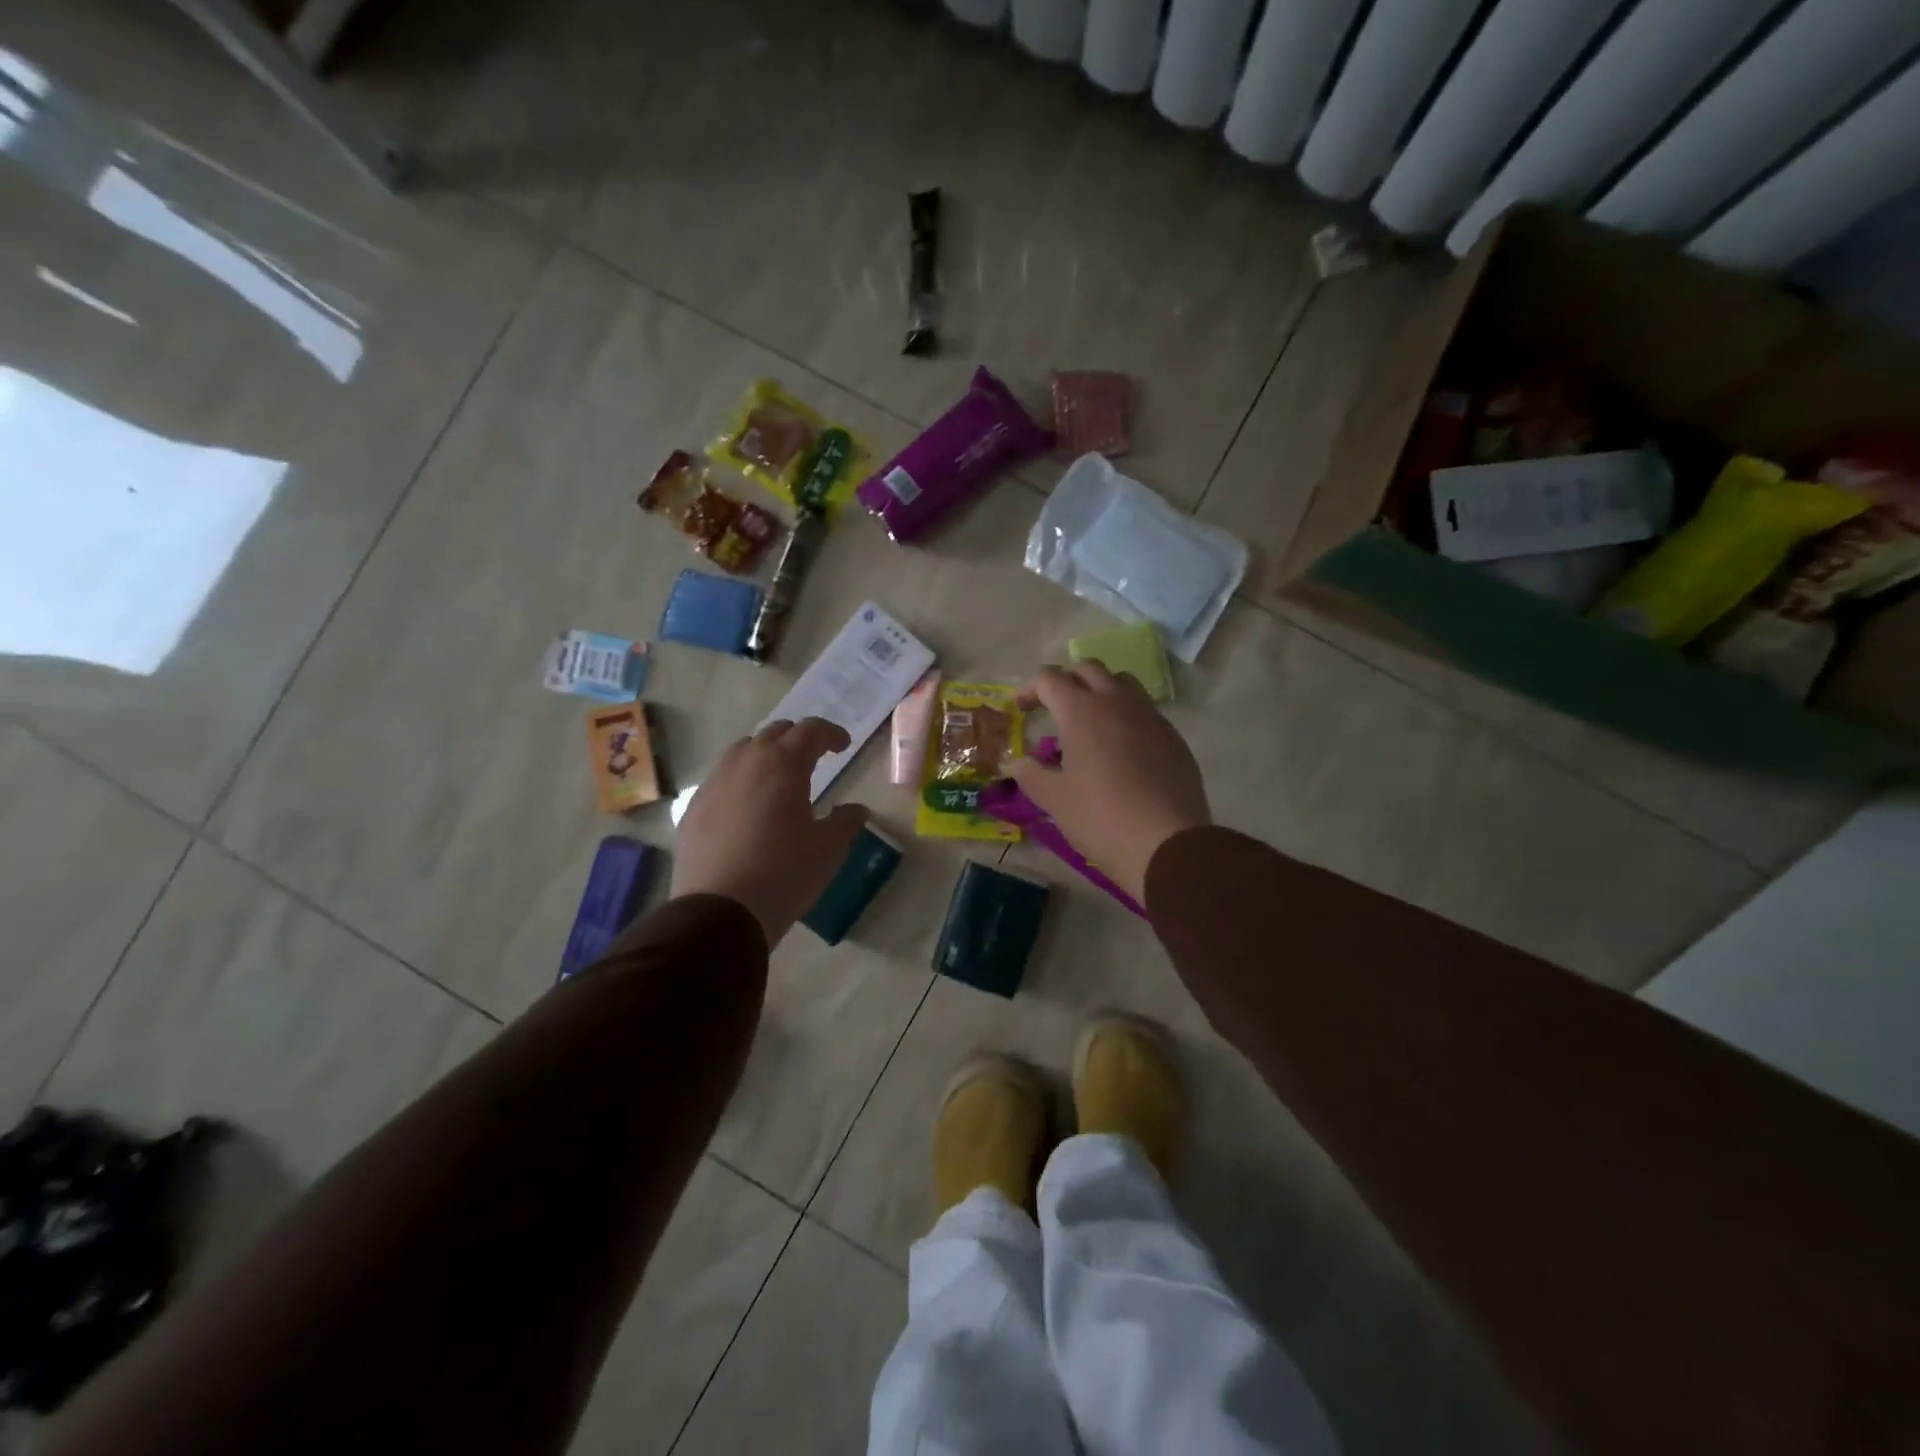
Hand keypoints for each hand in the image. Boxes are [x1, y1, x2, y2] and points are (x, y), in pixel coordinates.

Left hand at [672, 718, 869, 946]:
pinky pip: (722, 779)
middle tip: (813, 758)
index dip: (831, 734)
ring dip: (765, 756)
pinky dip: (741, 780)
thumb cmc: (784, 873)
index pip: (810, 730)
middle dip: (797, 739)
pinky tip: (748, 807)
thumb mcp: (828, 849)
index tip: (843, 746)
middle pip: (774, 733)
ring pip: (743, 752)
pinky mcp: (694, 806)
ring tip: (778, 779)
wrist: (720, 911)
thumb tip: (856, 809)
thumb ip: (846, 821)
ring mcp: (714, 782)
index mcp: (783, 764)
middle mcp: (745, 762)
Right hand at [1009, 663, 1210, 903]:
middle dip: (1066, 681)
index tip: (1022, 710)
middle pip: (1088, 669)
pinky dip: (1127, 716)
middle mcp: (1117, 702)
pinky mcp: (1173, 737)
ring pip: (1123, 682)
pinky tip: (1122, 749)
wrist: (1167, 843)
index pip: (1050, 678)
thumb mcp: (1055, 800)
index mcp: (1082, 712)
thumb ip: (1031, 775)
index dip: (1030, 689)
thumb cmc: (1100, 818)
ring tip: (1090, 721)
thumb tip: (1016, 763)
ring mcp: (1150, 717)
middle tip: (1054, 707)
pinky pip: (1145, 711)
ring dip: (1101, 690)